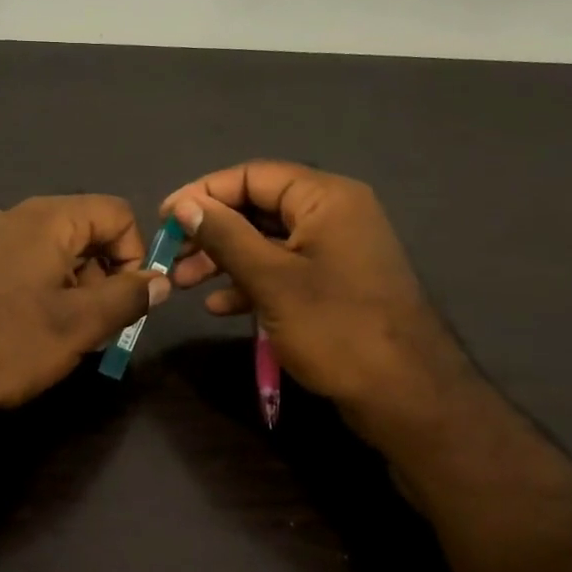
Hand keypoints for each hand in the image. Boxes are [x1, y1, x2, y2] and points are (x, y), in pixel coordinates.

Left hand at [0, 195, 168, 411]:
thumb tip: (160, 280)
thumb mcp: (80, 324)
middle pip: (83, 232)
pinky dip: (38, 292)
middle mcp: (15, 216)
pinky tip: (25, 332)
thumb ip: (128, 297)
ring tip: (62, 337)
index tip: (129, 300)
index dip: (135, 254)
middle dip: (102, 277)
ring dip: (71, 289)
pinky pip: (19, 266)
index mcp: (48, 218)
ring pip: (50, 253)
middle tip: (98, 328)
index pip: (116, 213)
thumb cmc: (8, 341)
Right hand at [160, 161, 468, 427]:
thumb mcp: (271, 280)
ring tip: (185, 283)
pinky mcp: (334, 283)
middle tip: (172, 256)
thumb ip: (225, 236)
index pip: (252, 176)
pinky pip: (284, 268)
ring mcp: (336, 250)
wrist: (406, 396)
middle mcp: (334, 213)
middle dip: (212, 231)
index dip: (204, 193)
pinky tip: (219, 305)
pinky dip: (251, 281)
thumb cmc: (336, 328)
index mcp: (326, 198)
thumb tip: (184, 204)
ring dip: (224, 258)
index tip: (165, 218)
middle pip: (258, 206)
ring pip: (267, 241)